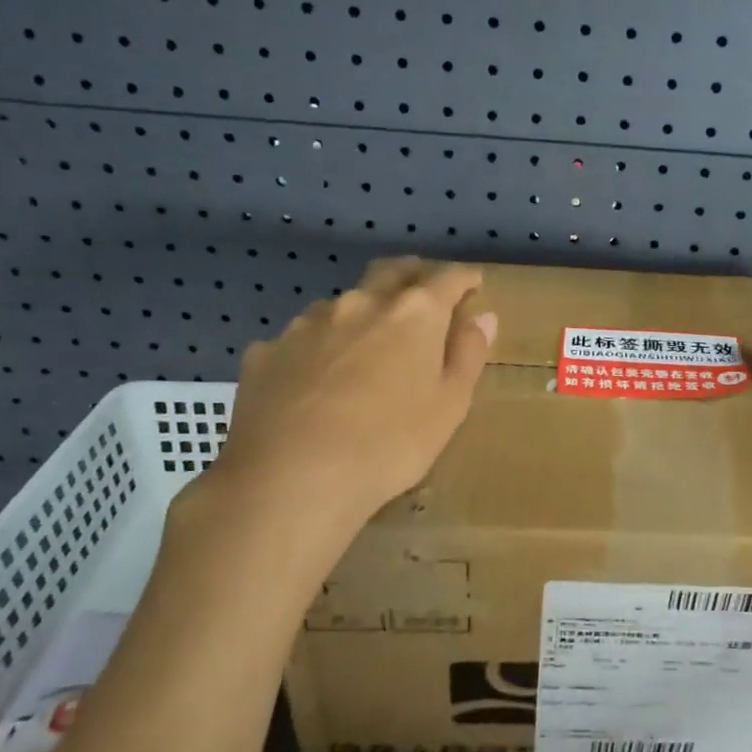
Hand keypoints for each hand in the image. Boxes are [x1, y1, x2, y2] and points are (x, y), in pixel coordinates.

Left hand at [187, 258, 495, 536]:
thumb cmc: (389, 444)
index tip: (474, 282)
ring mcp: (307, 324)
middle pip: (391, 272)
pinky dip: (318, 348)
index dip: (464, 278)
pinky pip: (301, 339)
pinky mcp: (267, 352)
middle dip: (413, 273)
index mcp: (414, 314)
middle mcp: (361, 304)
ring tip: (366, 340)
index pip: (447, 279)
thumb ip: (468, 355)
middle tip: (425, 288)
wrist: (289, 480)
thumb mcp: (450, 406)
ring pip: (344, 304)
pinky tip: (314, 378)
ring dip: (362, 312)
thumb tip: (484, 316)